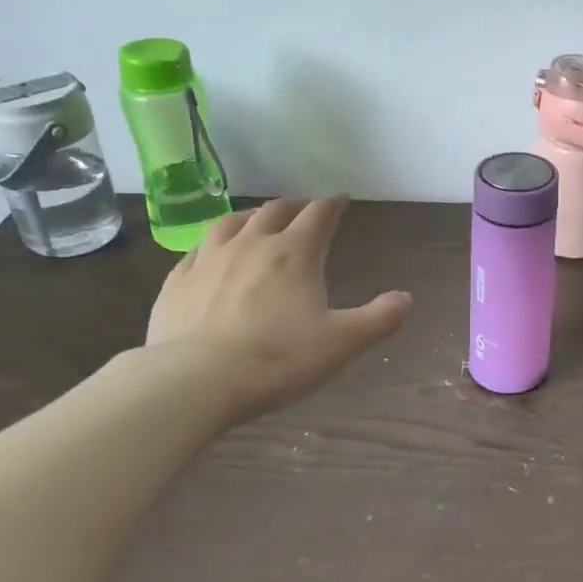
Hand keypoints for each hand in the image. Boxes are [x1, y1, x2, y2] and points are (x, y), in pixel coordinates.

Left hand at [145, 198, 411, 425]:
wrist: (193, 381)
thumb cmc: (276, 359)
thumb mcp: (341, 343)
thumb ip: (378, 319)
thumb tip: (406, 299)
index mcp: (295, 253)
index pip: (319, 215)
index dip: (333, 205)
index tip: (341, 200)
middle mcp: (252, 244)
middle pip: (275, 211)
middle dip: (294, 207)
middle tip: (304, 211)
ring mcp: (209, 259)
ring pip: (232, 222)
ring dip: (252, 216)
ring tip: (258, 220)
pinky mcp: (176, 281)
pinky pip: (197, 249)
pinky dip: (213, 243)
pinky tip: (212, 254)